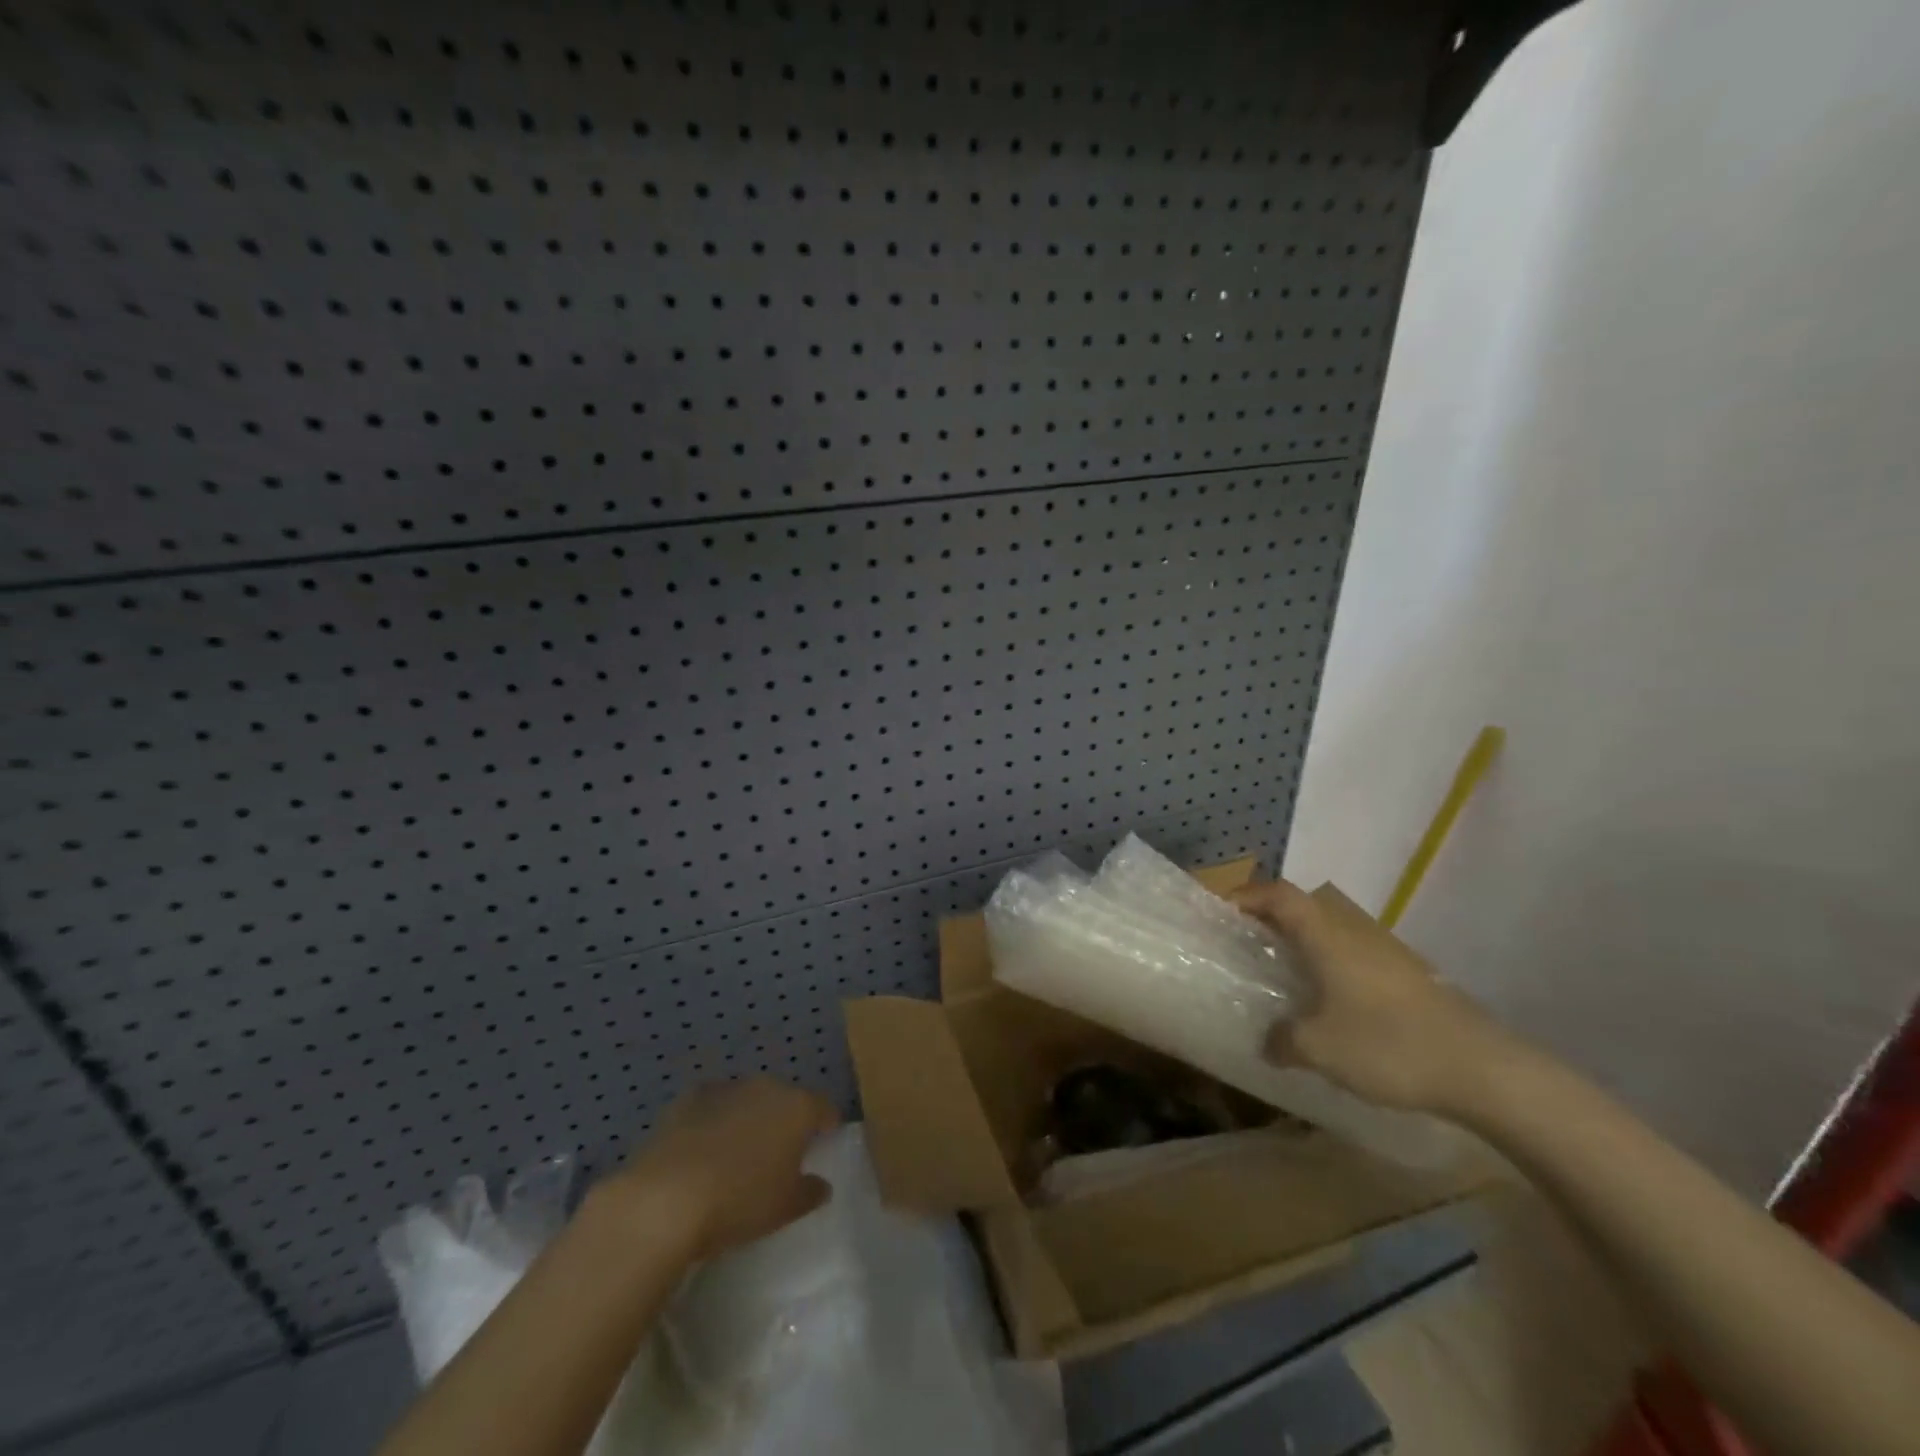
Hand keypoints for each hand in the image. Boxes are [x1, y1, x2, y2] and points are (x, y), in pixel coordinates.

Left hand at [609, 1077, 839, 1260]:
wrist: (666, 1198)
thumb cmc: (740, 1201)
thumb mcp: (785, 1208)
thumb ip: (810, 1192)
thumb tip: (821, 1184)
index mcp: (797, 1107)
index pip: (823, 1107)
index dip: (827, 1123)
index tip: (825, 1140)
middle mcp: (765, 1087)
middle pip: (784, 1099)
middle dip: (785, 1120)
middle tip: (780, 1152)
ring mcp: (725, 1089)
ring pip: (747, 1100)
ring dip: (748, 1118)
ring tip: (739, 1152)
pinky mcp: (688, 1099)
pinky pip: (711, 1106)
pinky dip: (713, 1121)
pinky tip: (703, 1148)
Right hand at [1230, 879, 1515, 1114]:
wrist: (1483, 1069)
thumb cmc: (1388, 1045)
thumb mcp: (1320, 1048)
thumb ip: (1283, 1040)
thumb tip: (1268, 1042)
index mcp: (1326, 936)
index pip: (1279, 895)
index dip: (1248, 896)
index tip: (1223, 913)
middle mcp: (1353, 932)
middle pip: (1305, 907)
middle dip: (1272, 919)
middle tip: (1248, 945)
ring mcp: (1386, 952)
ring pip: (1332, 932)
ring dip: (1304, 943)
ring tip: (1284, 975)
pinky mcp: (1409, 976)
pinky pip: (1355, 956)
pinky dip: (1331, 966)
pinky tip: (1330, 1004)